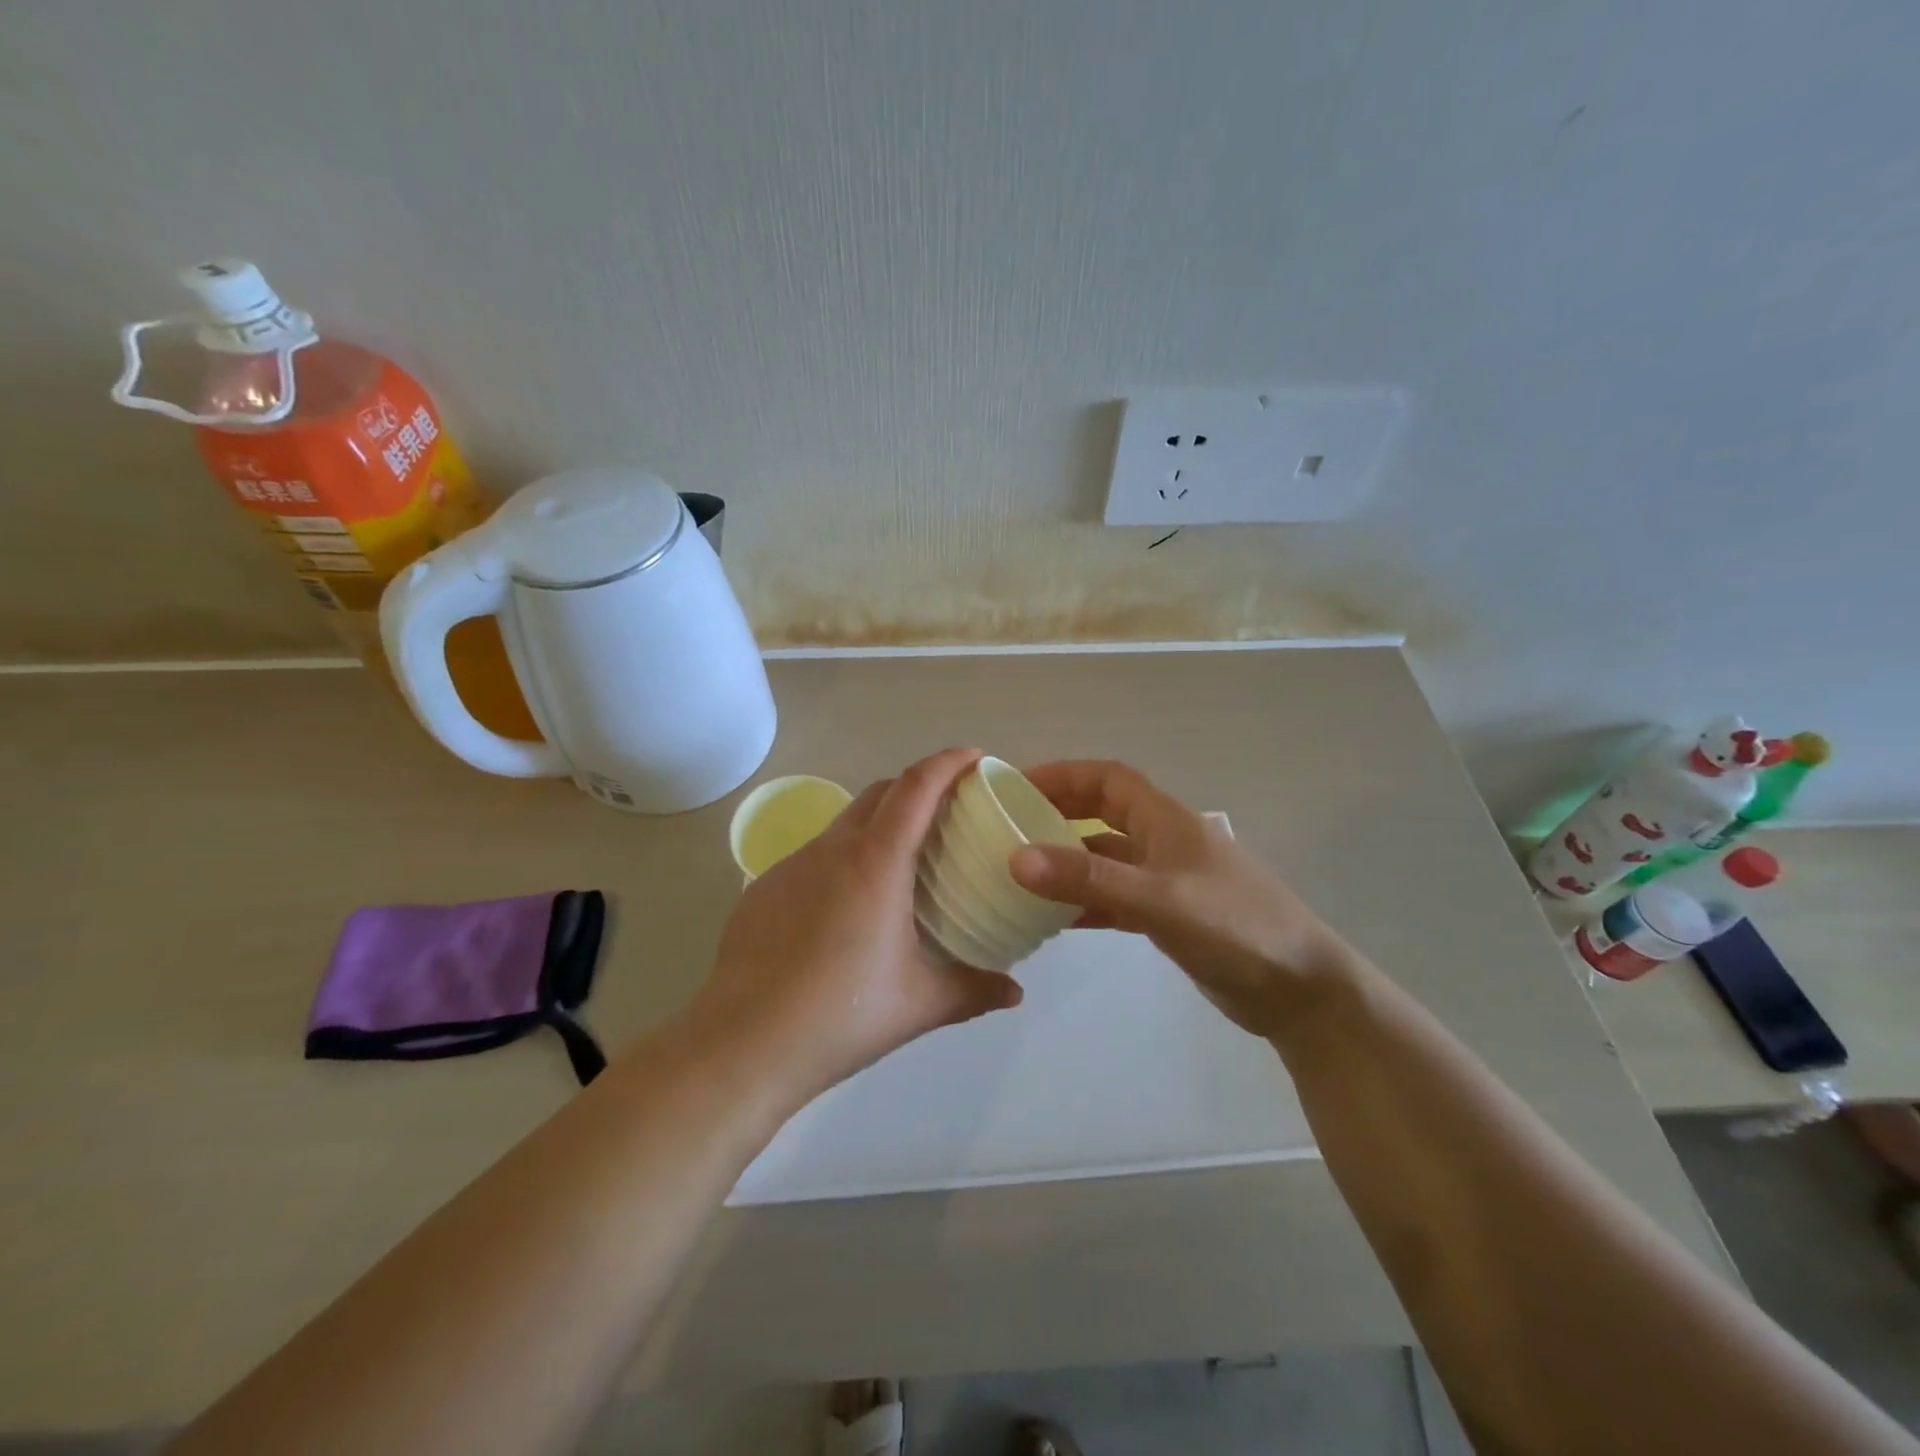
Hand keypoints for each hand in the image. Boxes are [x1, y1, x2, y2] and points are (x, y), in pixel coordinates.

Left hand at [688, 748, 1023, 1106]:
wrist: (743, 1044)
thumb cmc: (841, 1015)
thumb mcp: (919, 1003)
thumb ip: (973, 990)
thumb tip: (1015, 992)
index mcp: (876, 862)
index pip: (916, 787)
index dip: (948, 762)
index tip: (974, 757)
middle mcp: (832, 849)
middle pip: (880, 792)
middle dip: (917, 787)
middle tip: (948, 811)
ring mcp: (792, 866)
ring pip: (845, 823)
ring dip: (879, 823)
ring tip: (902, 861)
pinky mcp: (764, 889)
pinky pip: (815, 856)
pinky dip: (844, 858)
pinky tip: (849, 905)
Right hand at [1009, 760, 1355, 1038]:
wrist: (1300, 991)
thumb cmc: (1234, 928)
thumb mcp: (1157, 899)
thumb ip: (1088, 879)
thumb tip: (1016, 858)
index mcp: (1166, 820)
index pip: (1107, 778)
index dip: (1063, 775)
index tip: (1017, 786)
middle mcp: (1164, 841)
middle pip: (1103, 813)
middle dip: (1059, 812)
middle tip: (1010, 827)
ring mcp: (1168, 879)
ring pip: (1106, 857)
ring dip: (1068, 860)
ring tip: (1021, 872)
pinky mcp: (1170, 915)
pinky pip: (1116, 897)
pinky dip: (1086, 901)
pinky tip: (1056, 919)